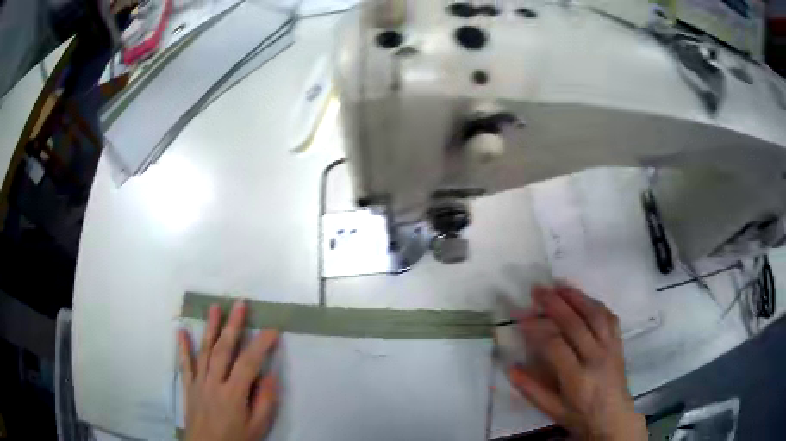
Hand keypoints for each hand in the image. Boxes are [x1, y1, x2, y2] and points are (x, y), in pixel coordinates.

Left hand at [178, 300, 279, 440]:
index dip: (261, 344)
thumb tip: (271, 375)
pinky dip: (183, 347)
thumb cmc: (236, 439)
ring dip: (210, 328)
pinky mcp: (189, 386)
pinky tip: (181, 331)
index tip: (272, 329)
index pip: (249, 363)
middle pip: (224, 349)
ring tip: (214, 307)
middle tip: (239, 304)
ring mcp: (199, 383)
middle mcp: (214, 382)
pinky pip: (185, 364)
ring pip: (204, 351)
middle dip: (233, 325)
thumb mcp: (258, 427)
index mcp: (234, 393)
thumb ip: (265, 402)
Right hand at [505, 285, 646, 440]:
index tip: (520, 318)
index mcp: (577, 378)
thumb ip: (531, 390)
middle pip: (575, 323)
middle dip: (554, 304)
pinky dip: (595, 303)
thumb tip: (511, 368)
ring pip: (595, 314)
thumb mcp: (552, 411)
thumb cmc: (581, 417)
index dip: (536, 328)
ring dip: (576, 297)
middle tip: (537, 290)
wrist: (614, 419)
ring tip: (559, 285)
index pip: (555, 344)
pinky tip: (583, 298)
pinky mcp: (618, 343)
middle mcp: (596, 358)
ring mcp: (610, 347)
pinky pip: (609, 317)